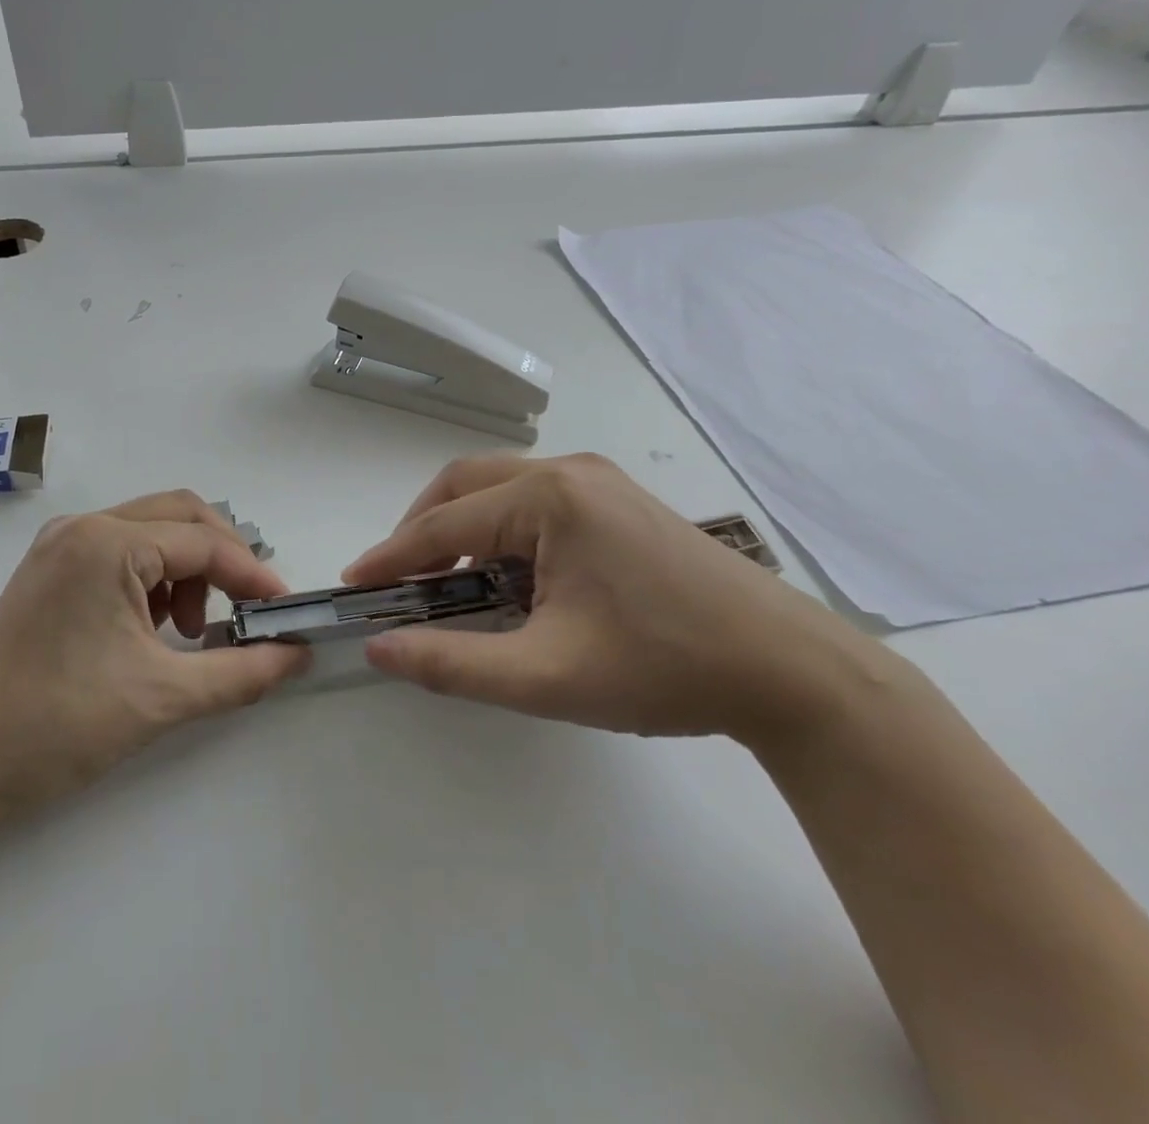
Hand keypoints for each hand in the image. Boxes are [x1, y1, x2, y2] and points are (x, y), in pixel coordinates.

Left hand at [0, 491, 309, 836]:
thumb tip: (296, 655)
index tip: (285, 611)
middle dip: (222, 559)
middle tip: (242, 611)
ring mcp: (61, 544)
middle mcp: (84, 526)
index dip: (253, 575)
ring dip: (187, 569)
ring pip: (151, 530)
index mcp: (108, 543)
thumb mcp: (163, 698)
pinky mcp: (50, 569)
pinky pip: (121, 550)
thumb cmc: (59, 725)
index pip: (205, 542)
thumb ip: (242, 673)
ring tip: (188, 631)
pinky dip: (153, 578)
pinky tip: (152, 628)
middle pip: (180, 515)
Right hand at [344, 455, 872, 744]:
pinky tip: (511, 578)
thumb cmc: (665, 668)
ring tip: (452, 585)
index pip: (444, 523)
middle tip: (401, 580)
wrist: (793, 672)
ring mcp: (600, 481)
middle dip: (423, 529)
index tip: (355, 584)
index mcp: (550, 498)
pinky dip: (502, 531)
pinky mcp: (620, 501)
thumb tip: (379, 648)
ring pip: (501, 489)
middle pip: (466, 485)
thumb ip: (452, 663)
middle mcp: (570, 472)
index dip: (393, 556)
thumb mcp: (546, 676)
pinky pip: (536, 501)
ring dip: (464, 529)